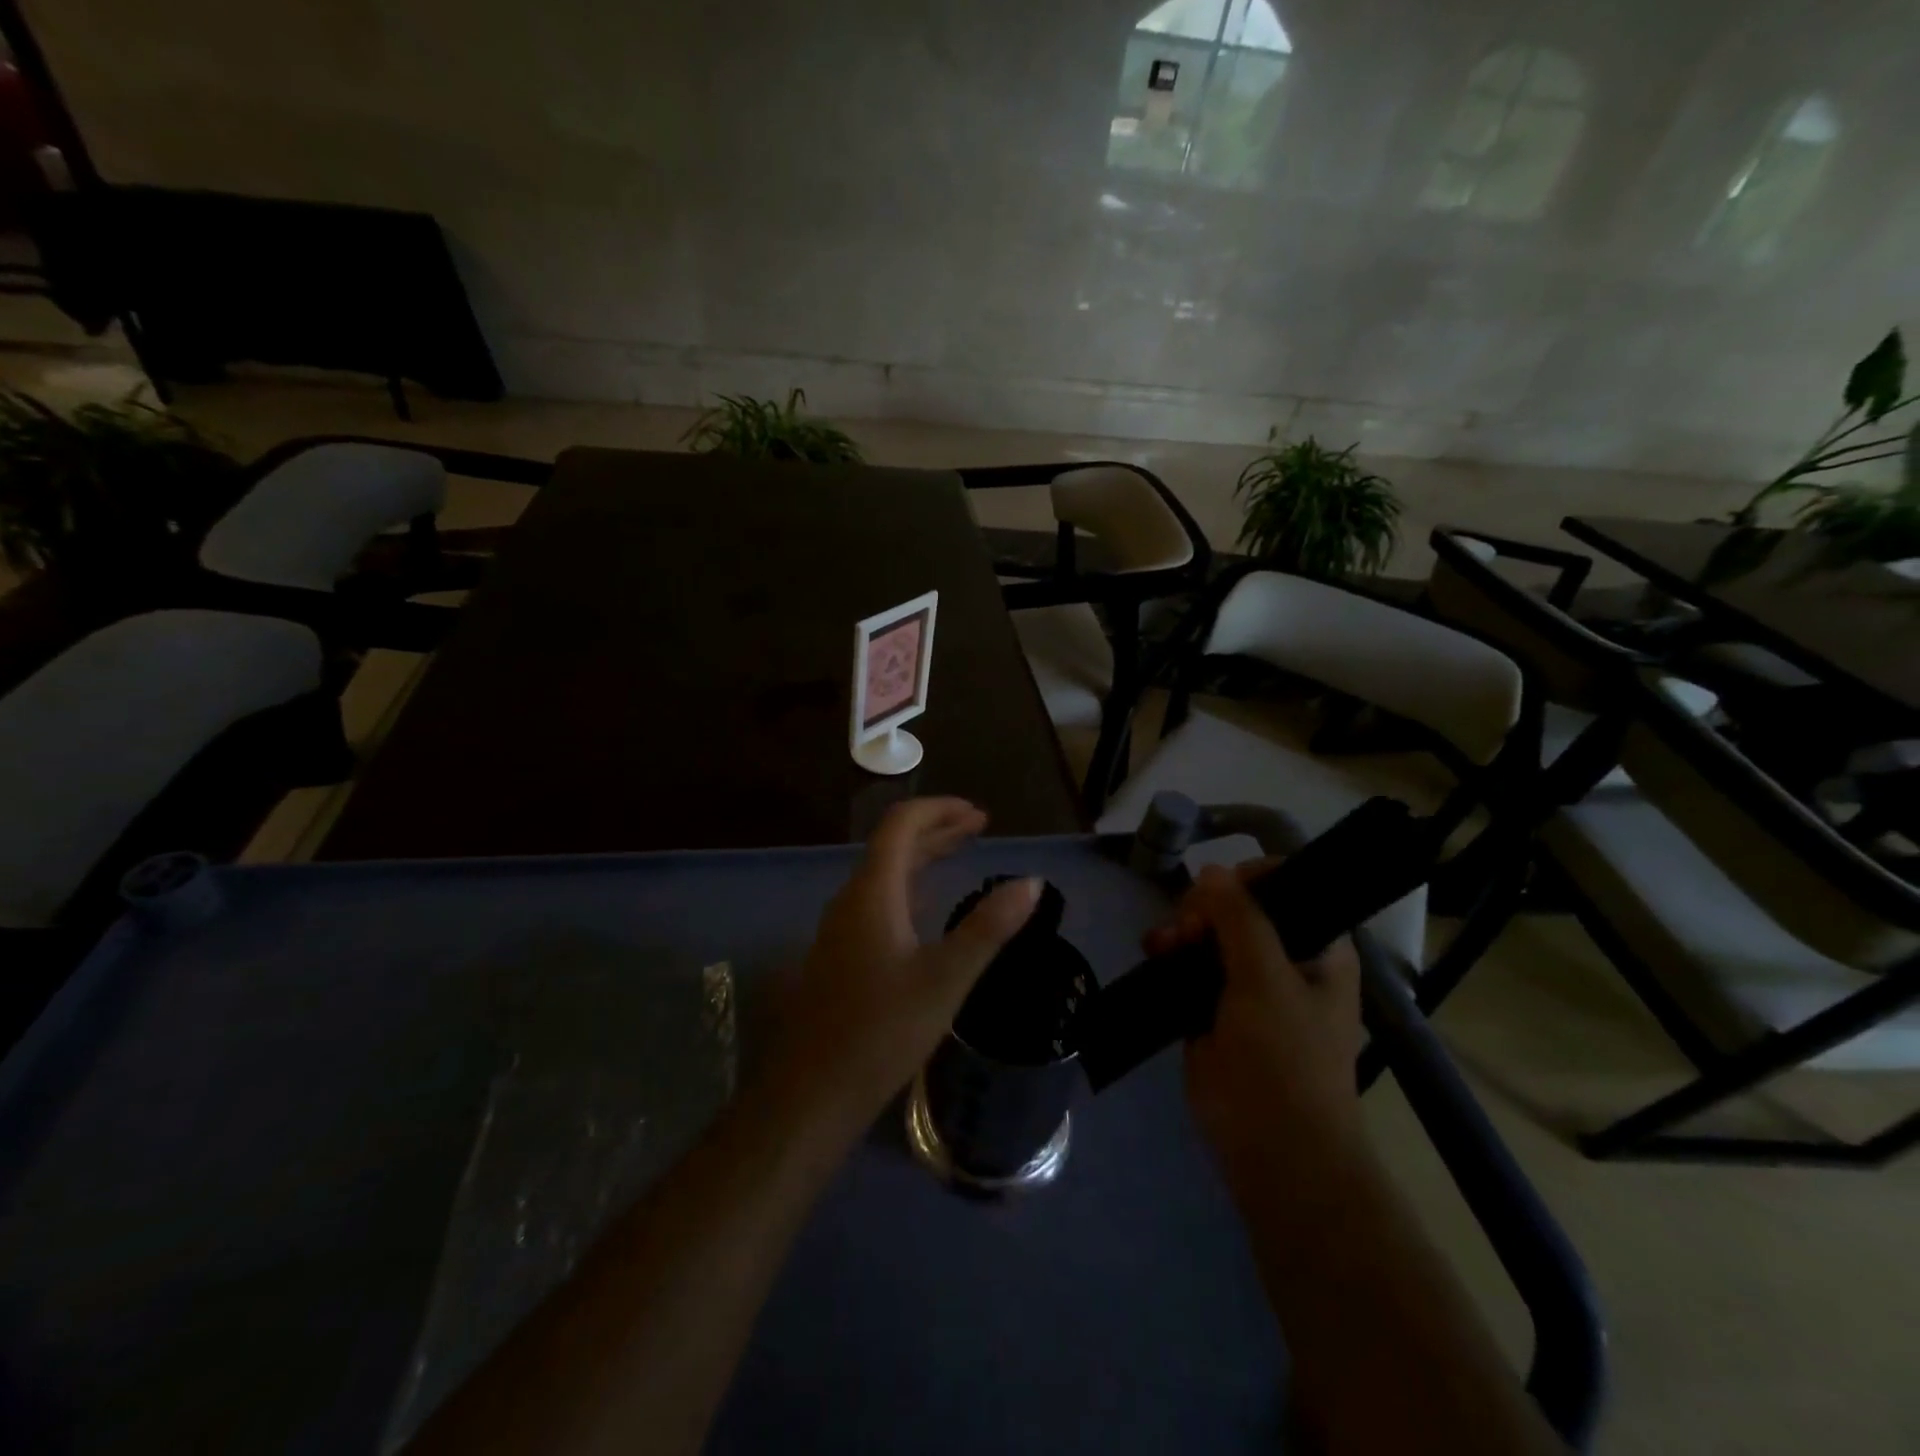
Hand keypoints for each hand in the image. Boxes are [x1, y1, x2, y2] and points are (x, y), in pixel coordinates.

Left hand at [769, 798, 1040, 1134]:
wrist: (813, 1093)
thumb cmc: (882, 1031)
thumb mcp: (946, 978)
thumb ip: (989, 927)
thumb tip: (1032, 882)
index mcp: (872, 892)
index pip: (901, 824)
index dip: (940, 809)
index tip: (980, 814)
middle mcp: (851, 899)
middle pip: (893, 845)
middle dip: (937, 830)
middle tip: (980, 827)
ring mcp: (842, 927)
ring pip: (885, 874)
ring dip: (923, 857)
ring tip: (961, 854)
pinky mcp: (841, 953)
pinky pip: (879, 900)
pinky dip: (910, 887)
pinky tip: (928, 908)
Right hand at [1144, 862, 1363, 1172]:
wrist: (1272, 1149)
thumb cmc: (1284, 1059)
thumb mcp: (1266, 980)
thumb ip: (1240, 919)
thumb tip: (1212, 870)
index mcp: (1319, 950)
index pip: (1289, 888)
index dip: (1251, 879)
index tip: (1218, 888)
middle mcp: (1285, 960)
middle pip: (1240, 908)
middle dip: (1207, 907)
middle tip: (1188, 927)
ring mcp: (1247, 986)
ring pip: (1210, 935)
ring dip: (1183, 929)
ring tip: (1164, 943)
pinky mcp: (1213, 1009)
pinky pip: (1189, 966)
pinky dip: (1171, 954)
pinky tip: (1154, 952)